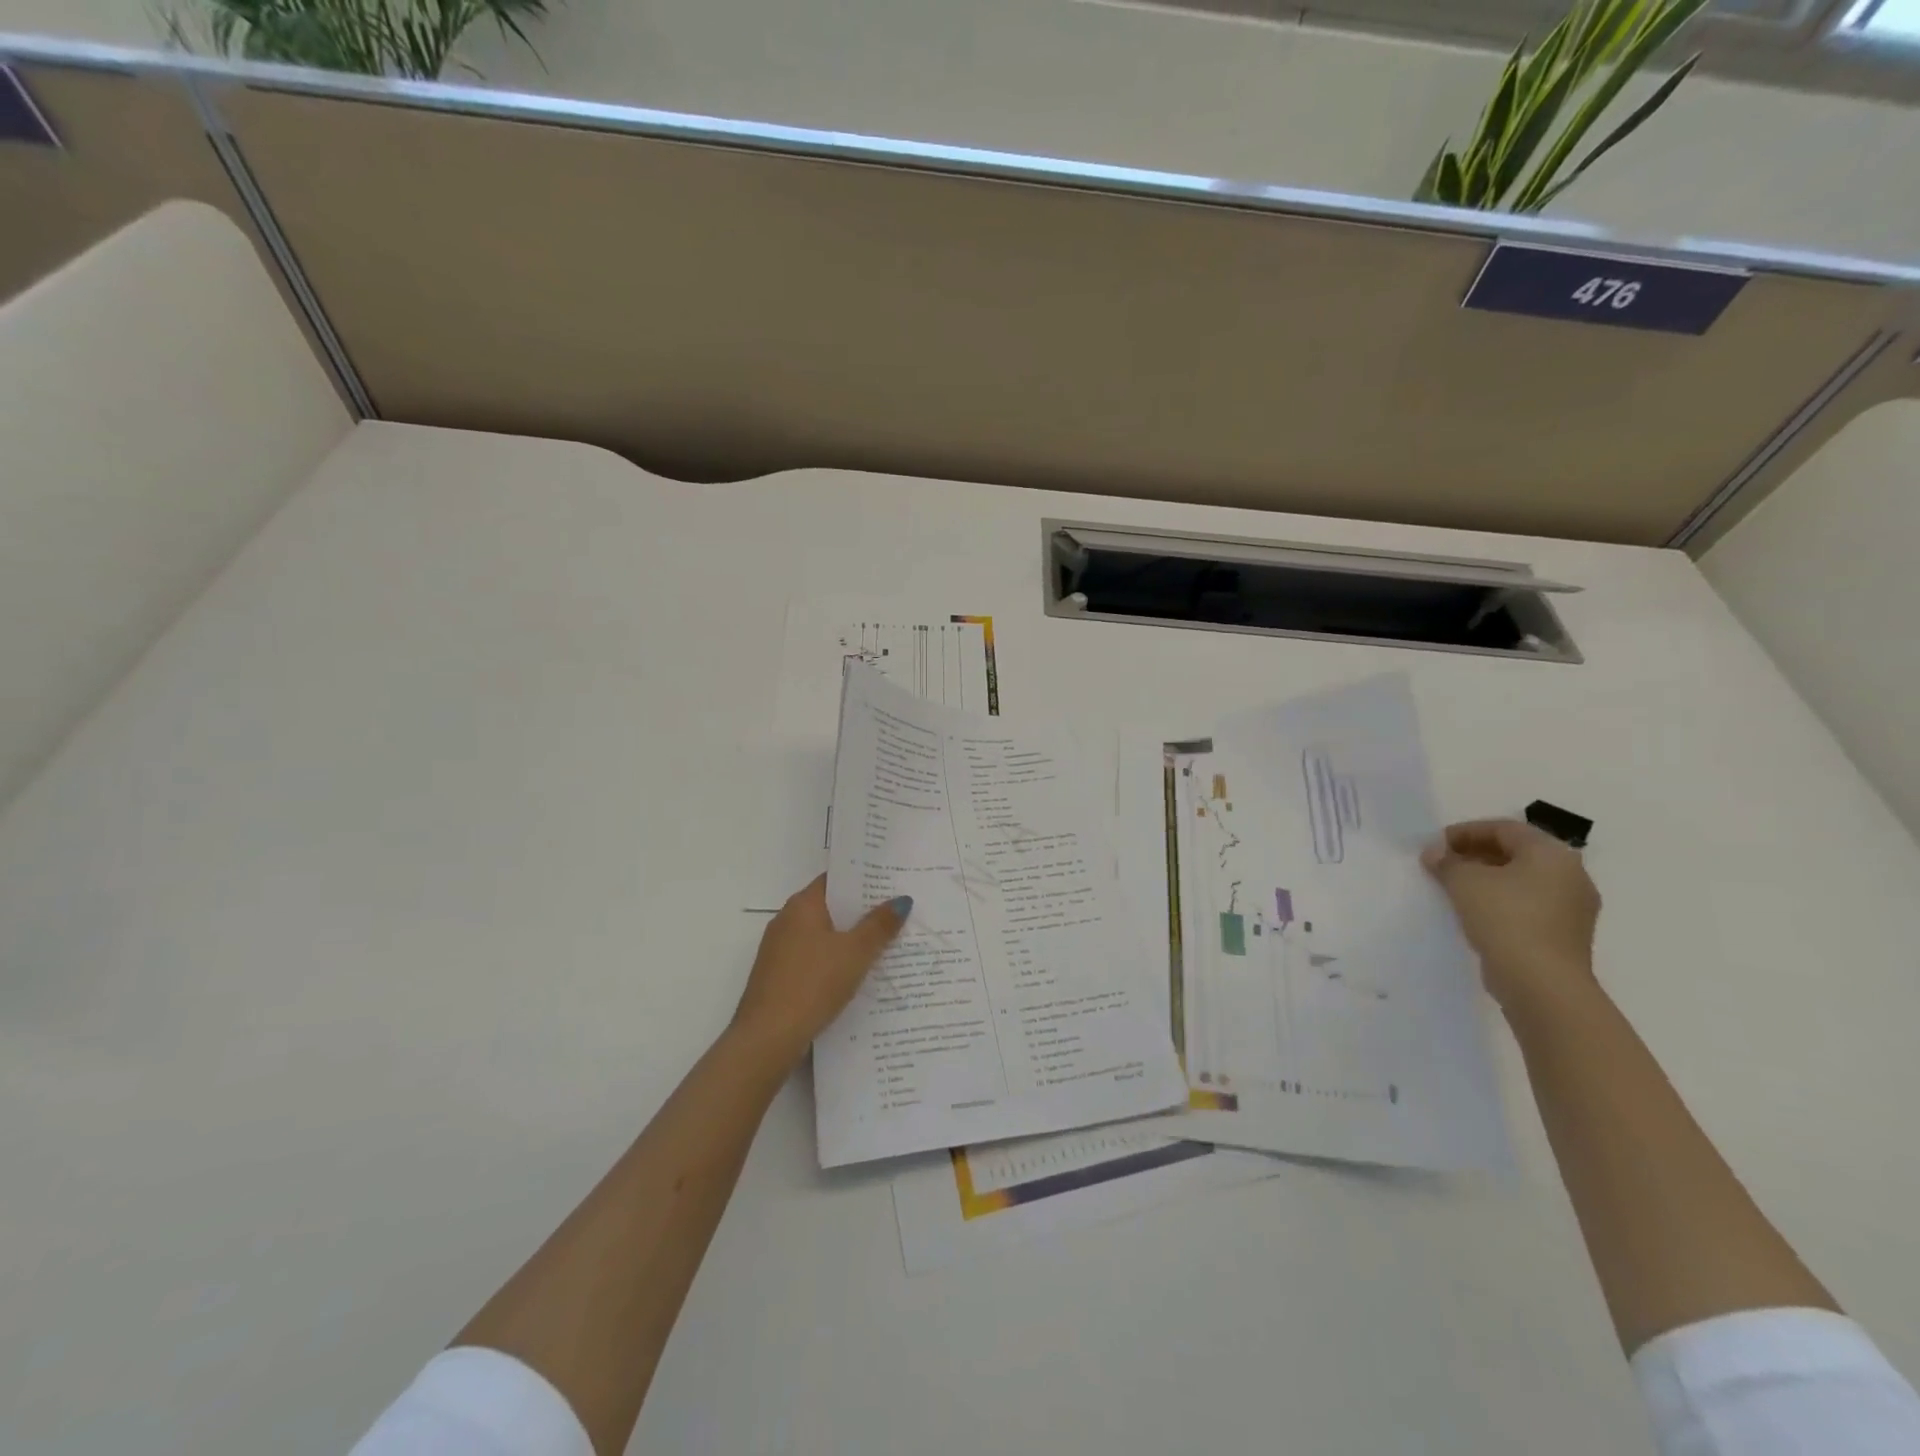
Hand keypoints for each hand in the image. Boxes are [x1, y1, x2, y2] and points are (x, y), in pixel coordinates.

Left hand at [730, 876, 909, 1068]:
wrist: (767, 1038)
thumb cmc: (813, 984)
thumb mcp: (855, 953)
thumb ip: (879, 925)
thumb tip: (901, 900)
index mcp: (802, 905)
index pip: (835, 880)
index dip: (863, 879)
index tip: (891, 882)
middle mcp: (787, 920)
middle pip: (830, 907)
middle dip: (861, 911)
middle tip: (897, 912)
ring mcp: (780, 950)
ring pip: (823, 935)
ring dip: (849, 939)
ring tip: (886, 943)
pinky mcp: (779, 977)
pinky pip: (814, 958)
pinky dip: (835, 961)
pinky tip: (858, 974)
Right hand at [1421, 819, 1600, 1012]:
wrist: (1542, 983)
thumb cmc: (1505, 918)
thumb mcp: (1464, 881)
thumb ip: (1446, 861)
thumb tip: (1434, 853)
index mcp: (1552, 853)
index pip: (1504, 828)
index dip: (1465, 831)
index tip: (1435, 844)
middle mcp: (1571, 875)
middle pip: (1516, 852)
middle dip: (1475, 853)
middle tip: (1442, 863)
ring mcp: (1573, 907)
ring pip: (1523, 880)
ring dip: (1487, 878)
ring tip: (1453, 886)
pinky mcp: (1565, 934)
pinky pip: (1529, 904)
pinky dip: (1501, 900)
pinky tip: (1475, 911)